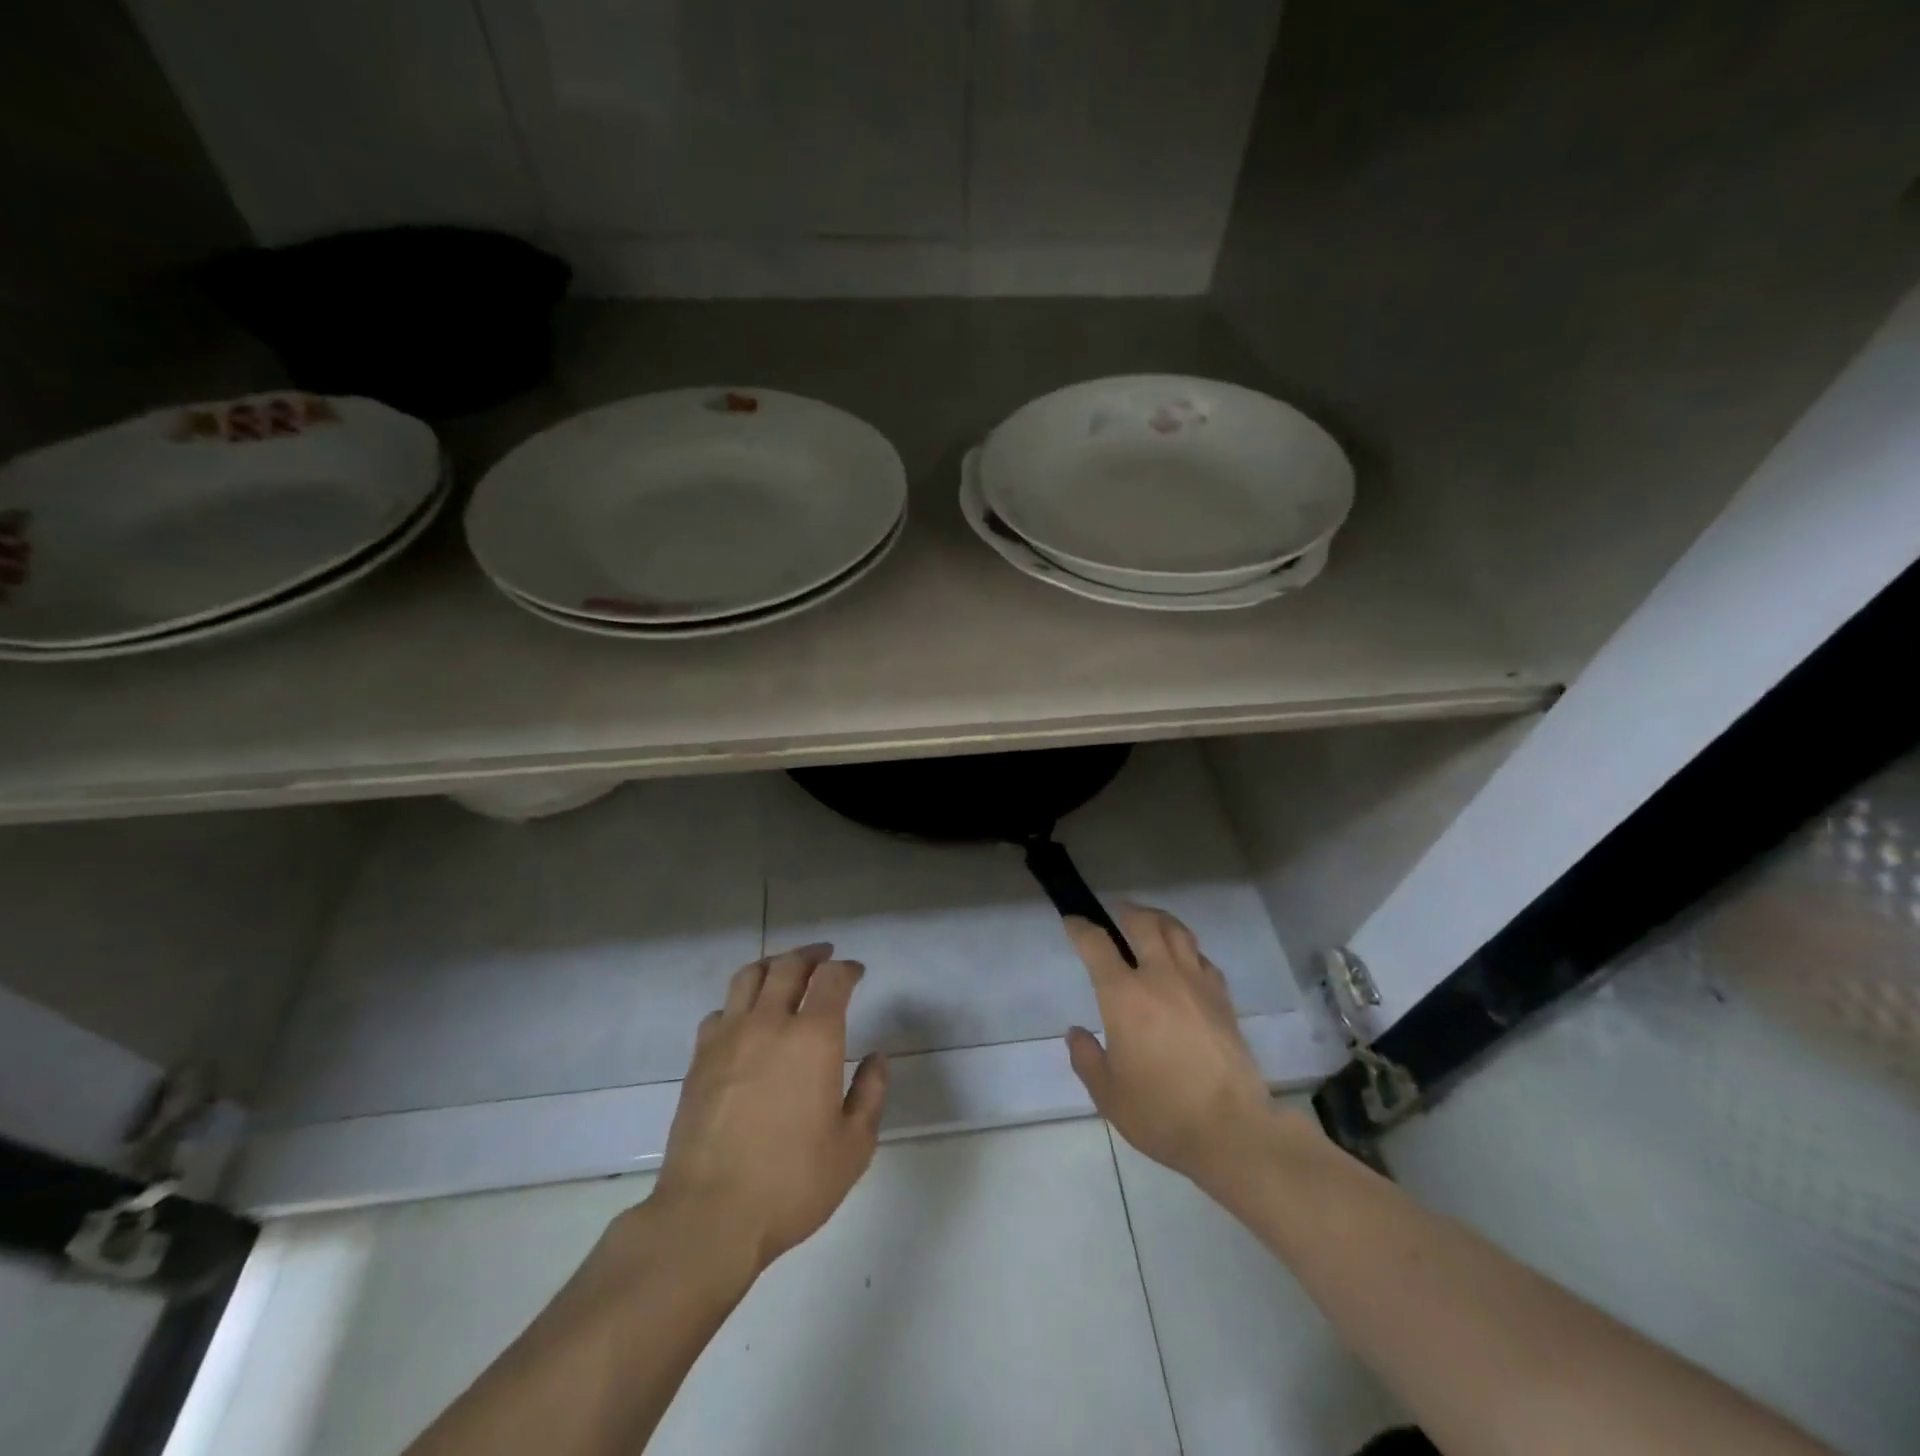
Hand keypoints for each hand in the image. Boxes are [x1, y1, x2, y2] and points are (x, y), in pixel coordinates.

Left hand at [650, 943, 887, 1272]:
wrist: (709, 1216)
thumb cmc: (792, 1183)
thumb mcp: (853, 1146)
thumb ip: (871, 1093)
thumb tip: (877, 1057)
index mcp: (813, 1037)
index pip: (832, 979)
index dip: (847, 969)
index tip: (856, 972)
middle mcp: (770, 1023)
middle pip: (789, 966)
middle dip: (811, 955)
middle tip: (824, 957)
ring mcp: (729, 1037)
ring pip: (749, 977)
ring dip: (773, 965)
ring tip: (785, 969)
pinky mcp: (700, 1058)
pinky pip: (721, 1011)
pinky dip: (739, 1002)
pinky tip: (745, 1017)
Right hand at [1065, 905, 1276, 1189]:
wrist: (1231, 1130)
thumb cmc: (1160, 1112)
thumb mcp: (1108, 1094)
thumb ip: (1086, 1058)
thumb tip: (1076, 1033)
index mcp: (1124, 995)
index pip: (1097, 945)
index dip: (1080, 927)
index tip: (1072, 920)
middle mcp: (1160, 977)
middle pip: (1144, 923)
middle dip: (1125, 911)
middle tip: (1115, 912)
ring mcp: (1196, 984)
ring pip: (1177, 931)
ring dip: (1159, 920)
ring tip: (1149, 923)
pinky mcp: (1222, 998)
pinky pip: (1201, 958)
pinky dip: (1187, 950)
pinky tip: (1184, 962)